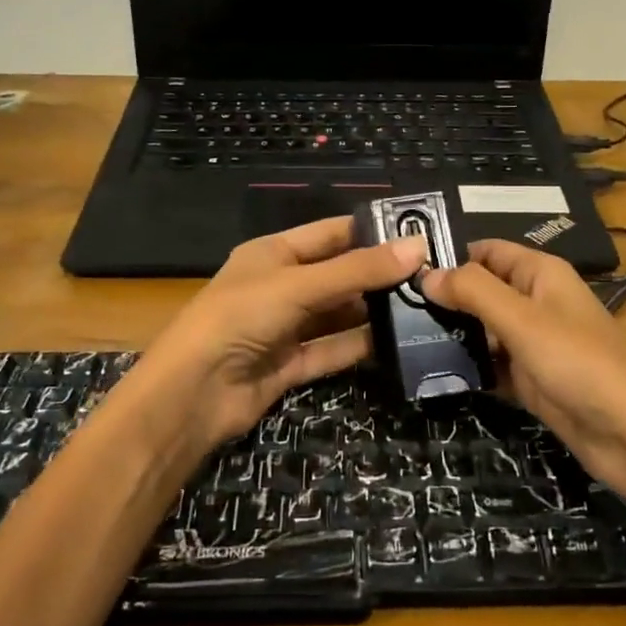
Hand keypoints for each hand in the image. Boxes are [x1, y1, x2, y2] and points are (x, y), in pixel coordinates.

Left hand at [116, 216, 427, 454]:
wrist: (193, 393)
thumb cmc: (240, 317)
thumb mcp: (299, 285)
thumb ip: (357, 271)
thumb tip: (417, 247)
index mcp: (274, 253)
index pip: (331, 233)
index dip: (371, 232)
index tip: (419, 234)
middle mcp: (282, 286)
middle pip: (339, 275)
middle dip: (380, 276)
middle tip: (433, 276)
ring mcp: (286, 327)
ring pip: (339, 315)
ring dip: (374, 312)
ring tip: (425, 307)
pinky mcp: (291, 365)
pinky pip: (333, 350)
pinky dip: (361, 347)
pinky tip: (398, 342)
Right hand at [422, 240, 625, 500]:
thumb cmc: (580, 364)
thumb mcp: (523, 321)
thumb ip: (474, 292)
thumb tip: (427, 275)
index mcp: (540, 275)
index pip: (486, 251)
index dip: (449, 256)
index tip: (402, 272)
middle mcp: (535, 303)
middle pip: (480, 291)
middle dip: (442, 299)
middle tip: (393, 311)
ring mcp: (532, 344)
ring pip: (482, 330)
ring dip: (450, 335)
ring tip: (401, 341)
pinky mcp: (530, 380)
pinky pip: (491, 365)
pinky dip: (467, 367)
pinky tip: (431, 373)